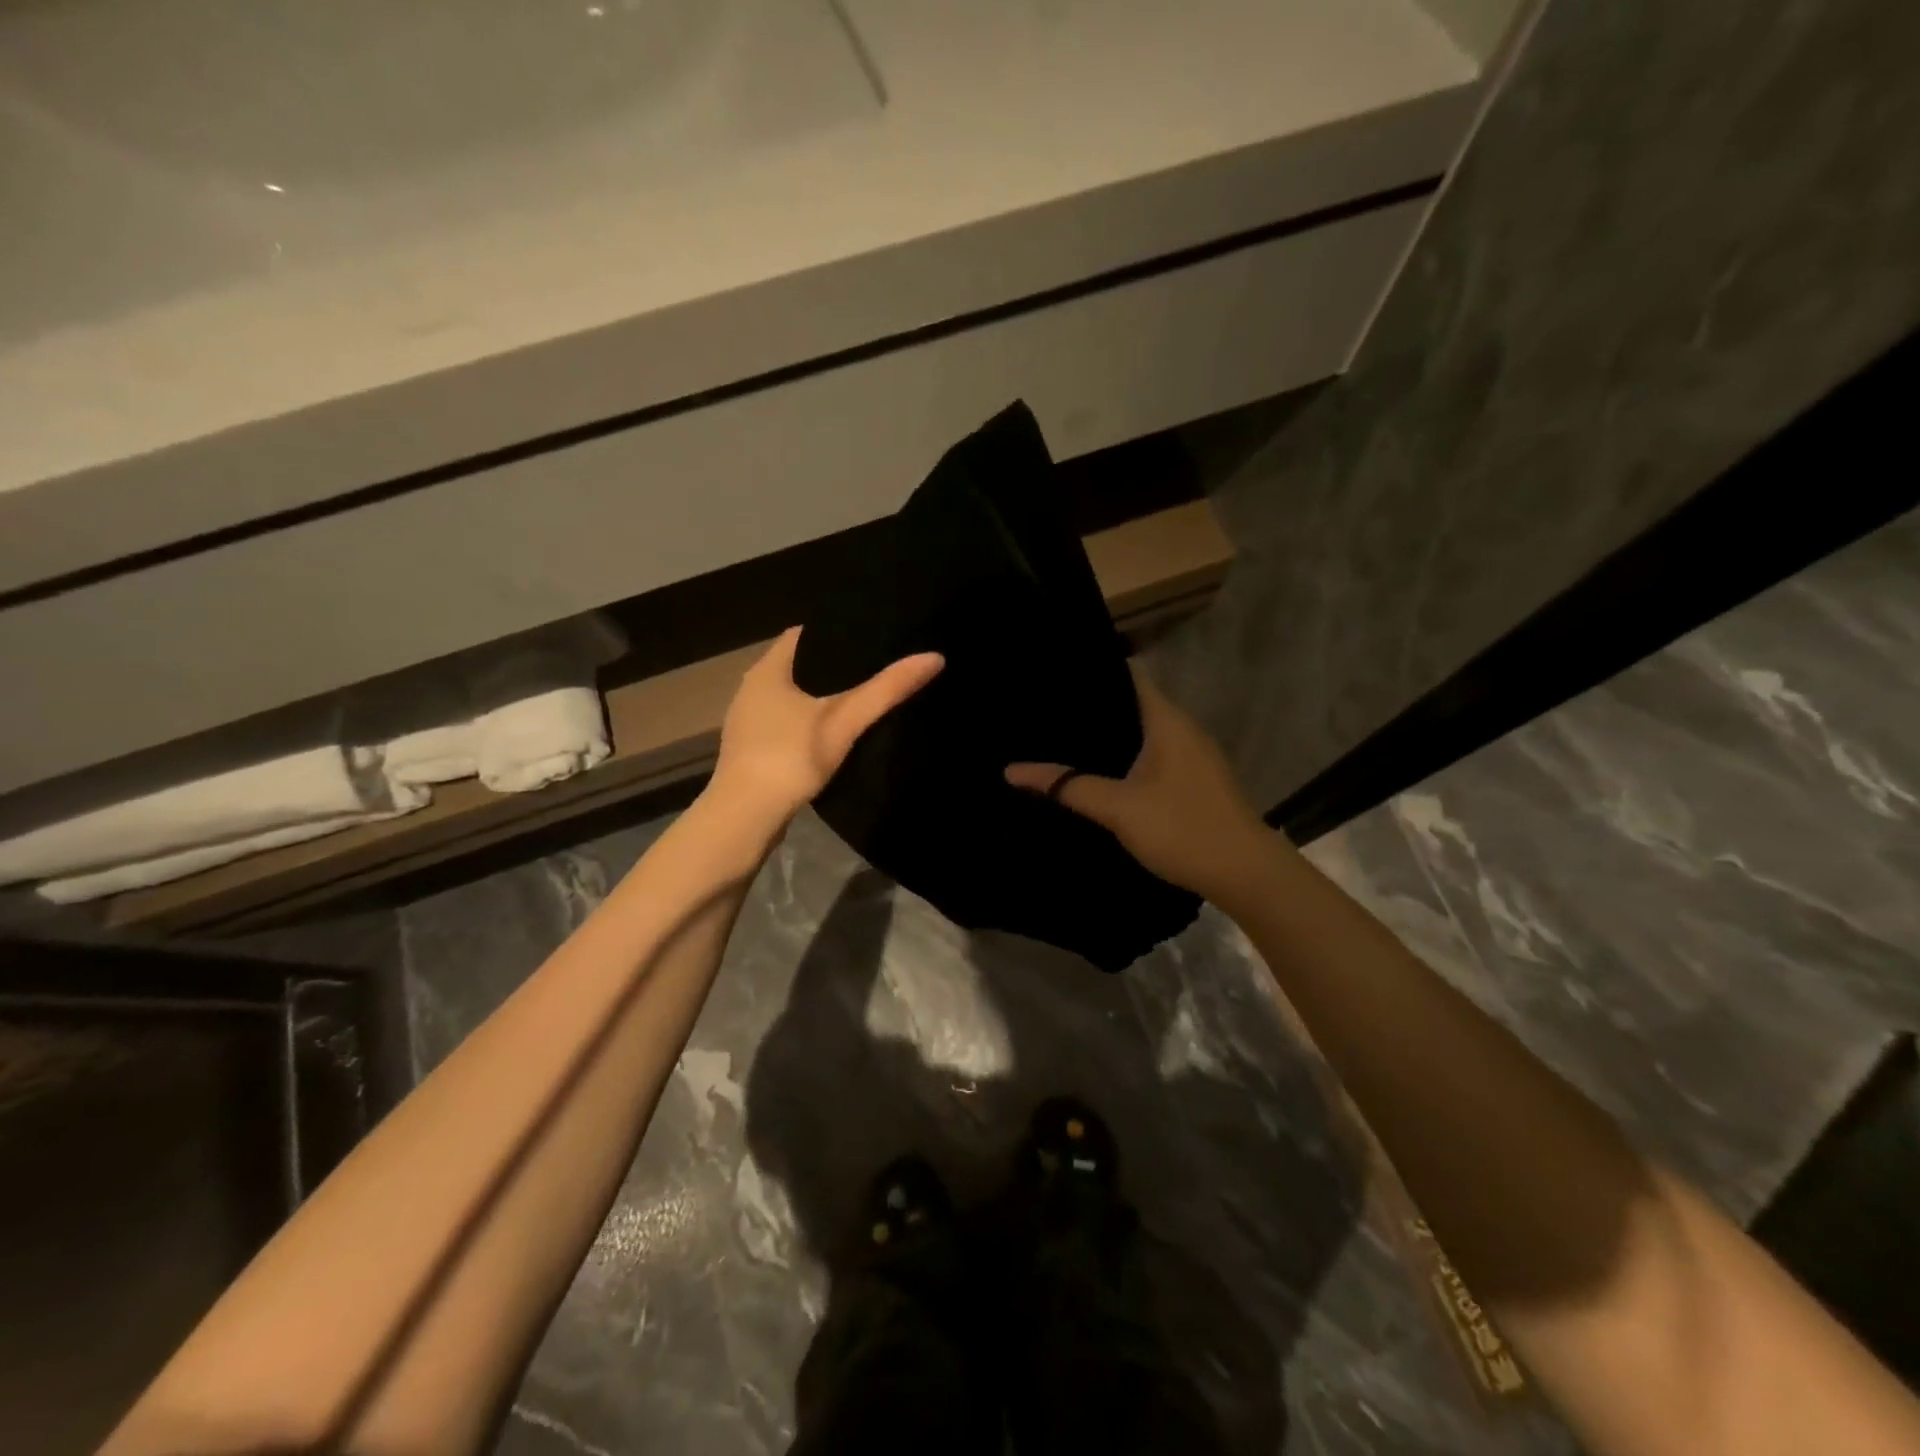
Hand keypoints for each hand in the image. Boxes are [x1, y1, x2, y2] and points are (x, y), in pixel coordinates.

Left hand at [709, 628, 943, 825]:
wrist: (744, 819)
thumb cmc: (789, 759)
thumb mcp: (844, 721)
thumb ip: (887, 690)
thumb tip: (934, 657)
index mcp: (767, 670)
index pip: (803, 634)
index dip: (837, 631)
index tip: (871, 636)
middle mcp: (751, 689)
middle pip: (798, 665)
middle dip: (833, 665)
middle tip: (875, 666)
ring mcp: (748, 721)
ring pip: (791, 696)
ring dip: (820, 696)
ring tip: (861, 696)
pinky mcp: (751, 749)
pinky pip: (785, 723)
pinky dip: (809, 721)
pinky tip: (833, 733)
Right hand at [1006, 663, 1268, 899]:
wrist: (1244, 873)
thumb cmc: (1181, 828)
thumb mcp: (1117, 807)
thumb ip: (1067, 786)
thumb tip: (1011, 771)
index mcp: (1166, 720)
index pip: (1127, 676)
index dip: (1093, 671)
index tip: (1054, 675)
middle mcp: (1182, 728)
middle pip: (1133, 703)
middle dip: (1094, 707)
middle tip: (1046, 712)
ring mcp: (1193, 755)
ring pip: (1143, 732)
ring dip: (1111, 735)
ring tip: (1065, 738)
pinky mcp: (1195, 780)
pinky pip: (1154, 755)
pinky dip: (1127, 757)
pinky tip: (1101, 772)